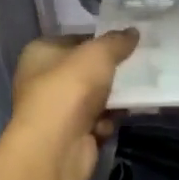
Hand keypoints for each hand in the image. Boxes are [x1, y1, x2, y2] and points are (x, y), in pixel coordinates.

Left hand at [4, 30, 138, 179]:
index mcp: (40, 53)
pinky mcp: (70, 134)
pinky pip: (97, 121)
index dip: (100, 40)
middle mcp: (43, 80)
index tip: (127, 41)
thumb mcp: (98, 54)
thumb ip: (117, 41)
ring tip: (139, 91)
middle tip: (139, 65)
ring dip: (114, 98)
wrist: (57, 147)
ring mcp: (56, 110)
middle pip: (85, 70)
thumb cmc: (70, 89)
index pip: (74, 39)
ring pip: (94, 97)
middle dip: (111, 71)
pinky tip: (119, 119)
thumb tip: (133, 32)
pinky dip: (108, 120)